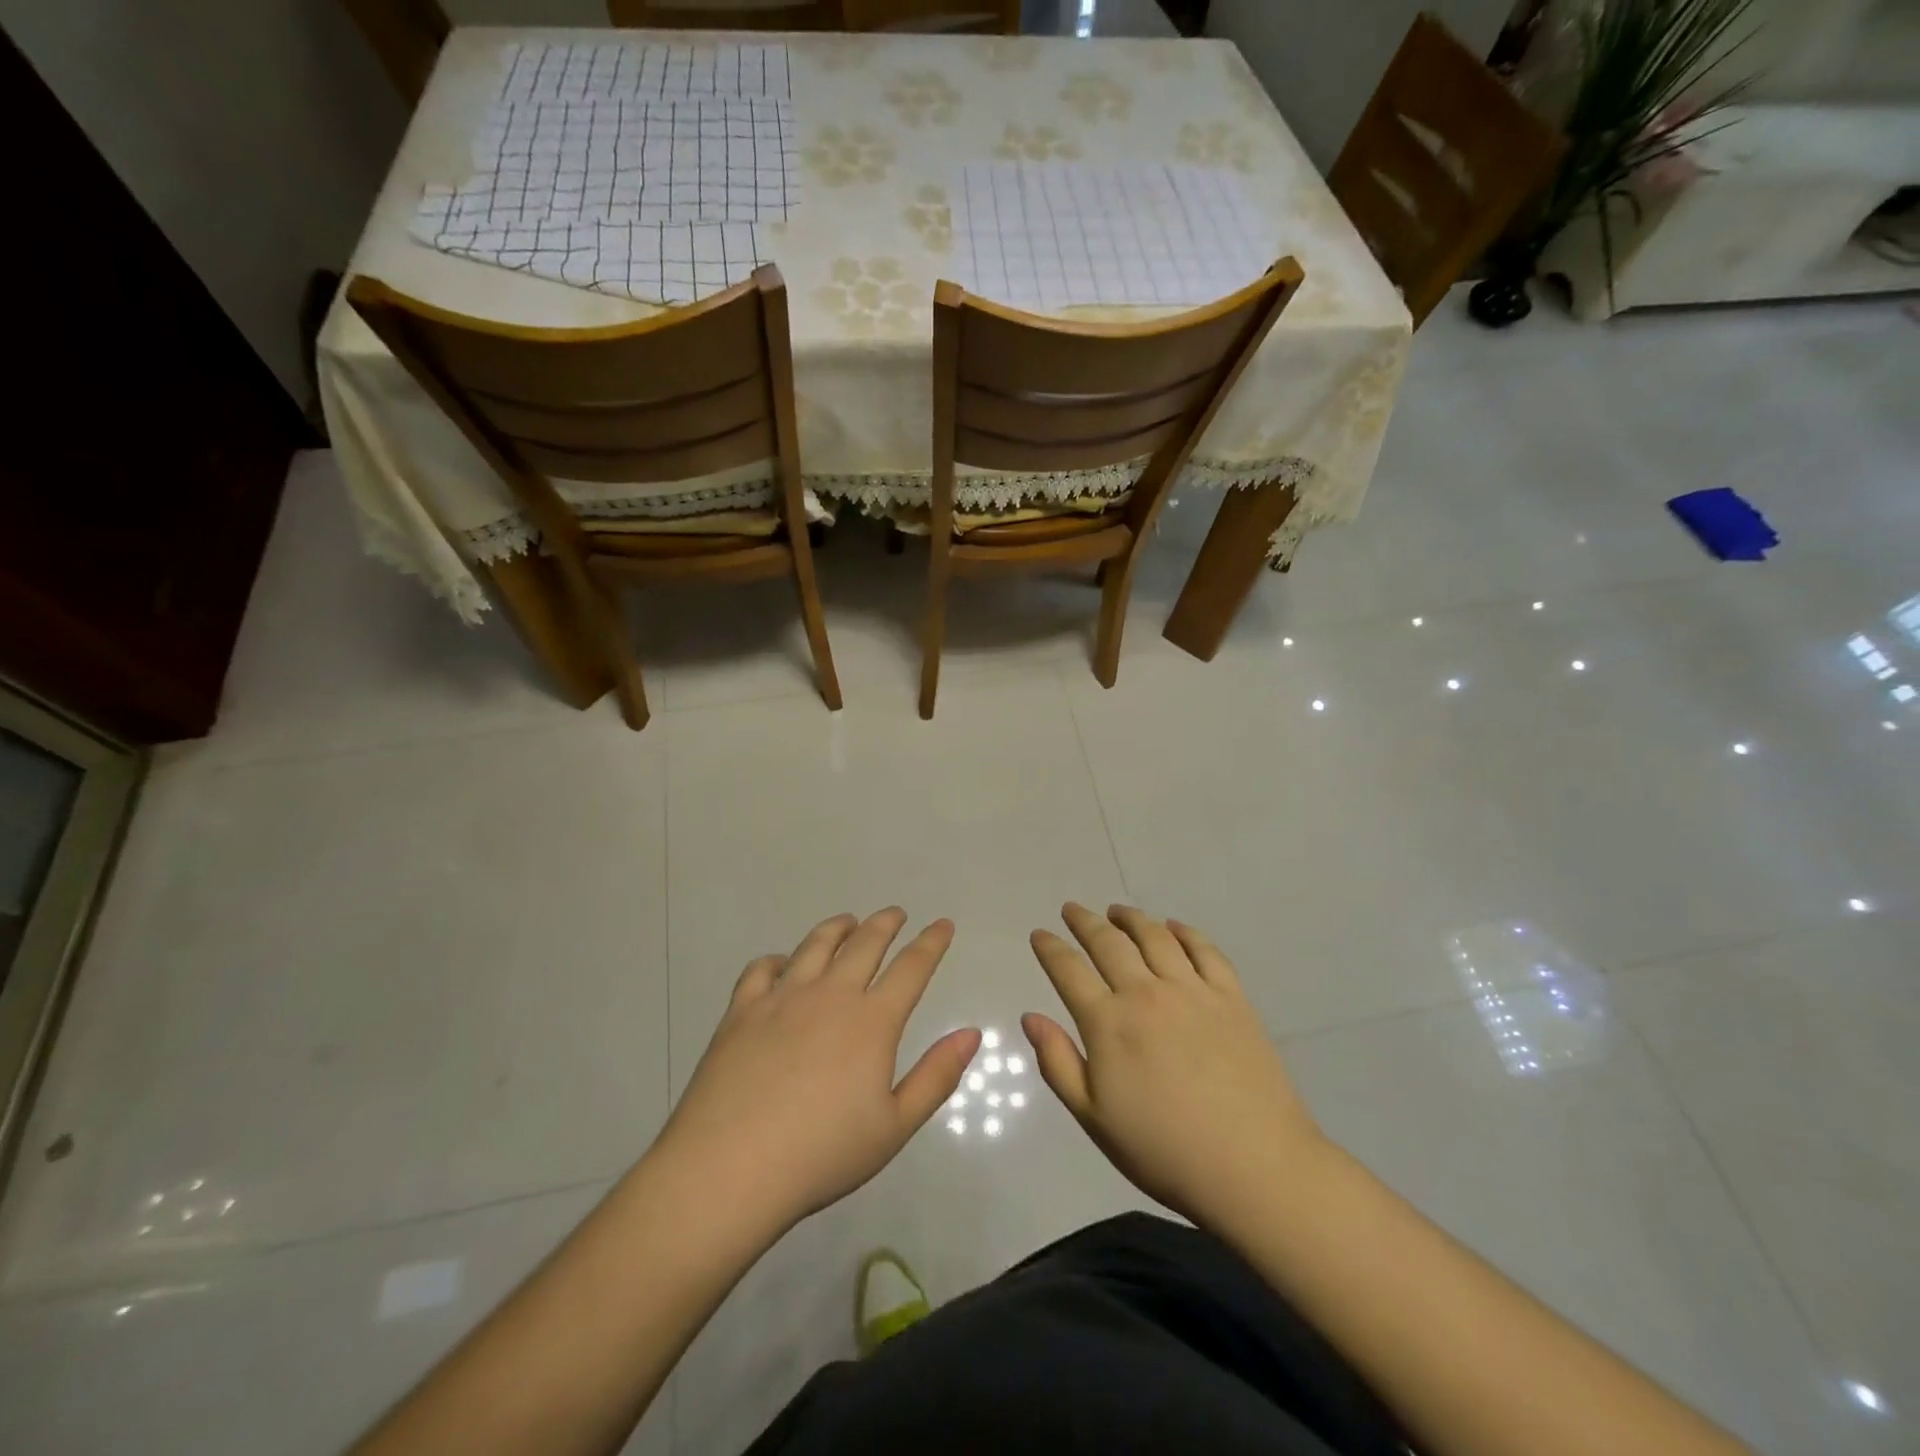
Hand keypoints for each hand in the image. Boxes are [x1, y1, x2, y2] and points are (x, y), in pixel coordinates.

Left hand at [654, 910, 979, 1237]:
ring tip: (848, 922)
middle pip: (865, 943)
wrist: (730, 1168)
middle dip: (886, 923)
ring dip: (837, 928)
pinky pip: (762, 969)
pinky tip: (782, 964)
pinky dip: (778, 959)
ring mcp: (782, 998)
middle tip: (896, 914)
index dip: (931, 942)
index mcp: (872, 1021)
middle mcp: (830, 995)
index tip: (943, 924)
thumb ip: (936, 1076)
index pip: (912, 967)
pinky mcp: (742, 1011)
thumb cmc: (821, 1154)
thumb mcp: (894, 1126)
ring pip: (815, 945)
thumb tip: (972, 1033)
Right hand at [1023, 904, 1325, 1231]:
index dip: (1050, 948)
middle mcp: (1146, 993)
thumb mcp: (1094, 1118)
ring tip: (1118, 911)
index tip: (1040, 934)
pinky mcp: (1231, 997)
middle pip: (1108, 943)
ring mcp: (1192, 991)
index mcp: (1108, 1023)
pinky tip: (1174, 927)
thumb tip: (1031, 1017)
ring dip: (1131, 918)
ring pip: (1155, 937)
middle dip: (1085, 922)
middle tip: (1073, 909)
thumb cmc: (1163, 1150)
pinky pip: (1205, 950)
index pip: (1068, 970)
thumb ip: (1058, 1063)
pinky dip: (1185, 932)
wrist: (1253, 1167)